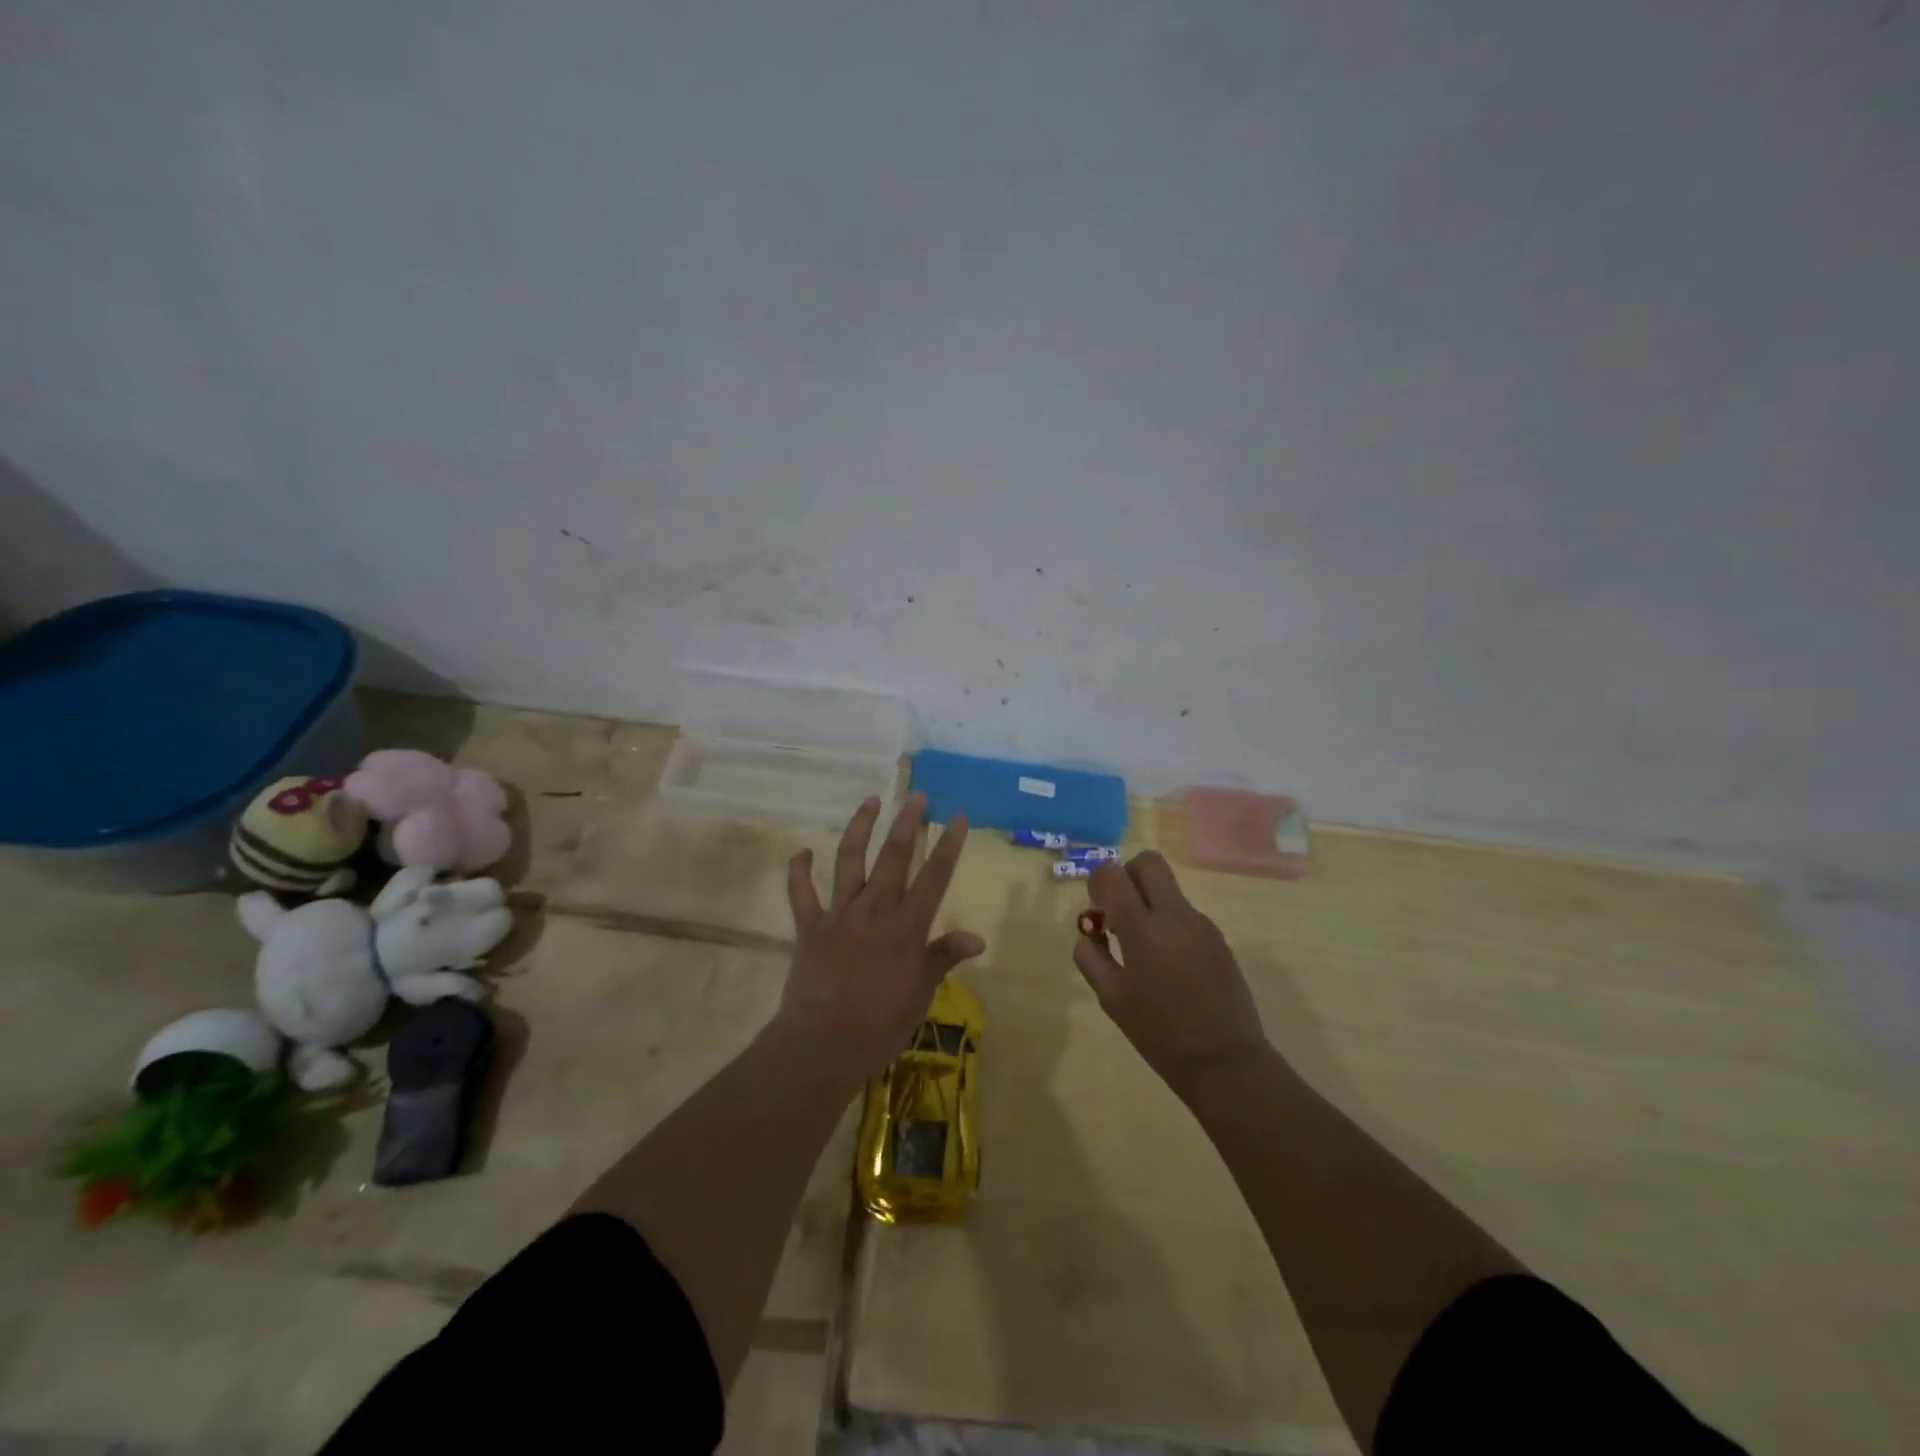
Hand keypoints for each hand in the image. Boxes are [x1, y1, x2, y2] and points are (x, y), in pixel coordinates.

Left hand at [778, 792, 984, 1077]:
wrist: (822, 1044)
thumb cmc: (880, 1025)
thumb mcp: (921, 994)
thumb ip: (943, 958)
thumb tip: (977, 937)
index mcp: (907, 927)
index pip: (934, 877)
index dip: (948, 846)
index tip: (956, 816)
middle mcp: (875, 910)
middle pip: (894, 856)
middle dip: (907, 823)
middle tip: (916, 796)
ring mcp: (839, 914)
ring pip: (849, 860)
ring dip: (859, 828)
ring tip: (870, 801)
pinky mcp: (810, 927)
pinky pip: (801, 893)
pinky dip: (799, 872)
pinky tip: (801, 852)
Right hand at [1074, 852, 1269, 1095]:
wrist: (1225, 1062)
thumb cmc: (1159, 1034)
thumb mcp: (1111, 999)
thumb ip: (1091, 957)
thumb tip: (1090, 934)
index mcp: (1143, 930)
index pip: (1113, 874)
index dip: (1098, 881)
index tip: (1097, 908)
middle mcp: (1175, 916)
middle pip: (1149, 863)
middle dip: (1128, 876)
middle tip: (1119, 910)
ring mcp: (1202, 925)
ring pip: (1169, 890)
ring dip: (1149, 903)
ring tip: (1144, 950)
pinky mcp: (1219, 938)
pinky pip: (1185, 914)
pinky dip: (1169, 924)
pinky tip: (1170, 966)